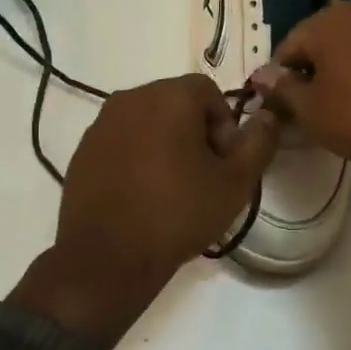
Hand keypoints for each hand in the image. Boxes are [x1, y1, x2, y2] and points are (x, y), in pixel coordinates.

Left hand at [11, 75, 280, 349]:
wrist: (107, 258)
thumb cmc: (178, 214)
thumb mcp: (235, 183)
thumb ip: (259, 142)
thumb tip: (268, 116)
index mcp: (169, 96)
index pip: (208, 91)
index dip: (225, 124)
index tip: (225, 163)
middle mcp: (130, 98)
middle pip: (176, 103)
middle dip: (196, 132)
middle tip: (204, 176)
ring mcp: (100, 124)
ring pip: (147, 122)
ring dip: (166, 144)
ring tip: (173, 188)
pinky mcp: (82, 151)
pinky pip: (121, 142)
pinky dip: (137, 157)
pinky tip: (142, 195)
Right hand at [258, 1, 350, 168]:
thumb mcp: (311, 110)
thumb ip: (281, 89)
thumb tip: (260, 75)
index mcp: (328, 21)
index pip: (287, 48)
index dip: (279, 80)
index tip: (283, 108)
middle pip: (319, 42)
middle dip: (310, 72)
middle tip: (310, 108)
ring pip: (349, 46)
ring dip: (338, 70)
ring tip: (339, 104)